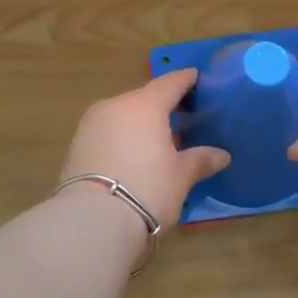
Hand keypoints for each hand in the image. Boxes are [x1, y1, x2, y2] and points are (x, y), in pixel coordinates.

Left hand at [59, 69, 230, 229]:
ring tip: (157, 140)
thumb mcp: (181, 177)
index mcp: (144, 105)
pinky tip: (133, 155)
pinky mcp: (76, 146)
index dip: (185, 80)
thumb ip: (200, 160)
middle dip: (162, 106)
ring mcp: (91, 125)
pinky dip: (122, 138)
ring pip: (122, 116)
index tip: (195, 77)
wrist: (92, 221)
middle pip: (144, 99)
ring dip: (139, 123)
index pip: (170, 84)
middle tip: (182, 115)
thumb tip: (222, 155)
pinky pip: (107, 133)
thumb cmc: (147, 189)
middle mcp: (115, 106)